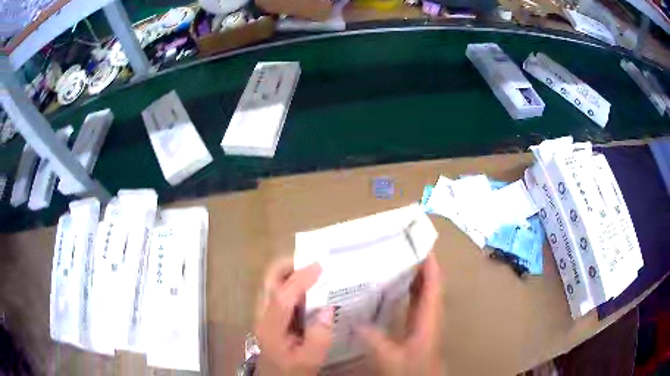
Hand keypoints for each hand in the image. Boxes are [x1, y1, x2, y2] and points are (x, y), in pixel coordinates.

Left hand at [255, 258, 332, 375]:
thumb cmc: (292, 371)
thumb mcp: (310, 360)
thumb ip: (319, 337)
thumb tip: (328, 309)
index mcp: (270, 328)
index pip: (282, 297)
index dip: (300, 279)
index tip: (319, 266)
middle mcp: (262, 316)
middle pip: (268, 282)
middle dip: (287, 266)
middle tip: (311, 261)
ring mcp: (263, 315)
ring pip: (270, 285)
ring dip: (288, 273)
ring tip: (311, 270)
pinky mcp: (268, 317)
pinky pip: (276, 293)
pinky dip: (289, 284)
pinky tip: (306, 288)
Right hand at [358, 253, 442, 375]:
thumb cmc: (412, 369)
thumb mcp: (390, 357)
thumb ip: (373, 339)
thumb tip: (354, 321)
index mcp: (429, 318)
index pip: (433, 284)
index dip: (430, 263)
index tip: (420, 242)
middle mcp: (430, 315)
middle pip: (430, 284)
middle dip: (420, 264)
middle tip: (402, 246)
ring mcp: (426, 321)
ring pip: (424, 292)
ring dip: (415, 276)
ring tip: (397, 260)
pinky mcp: (419, 327)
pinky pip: (417, 302)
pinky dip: (409, 291)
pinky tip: (393, 289)